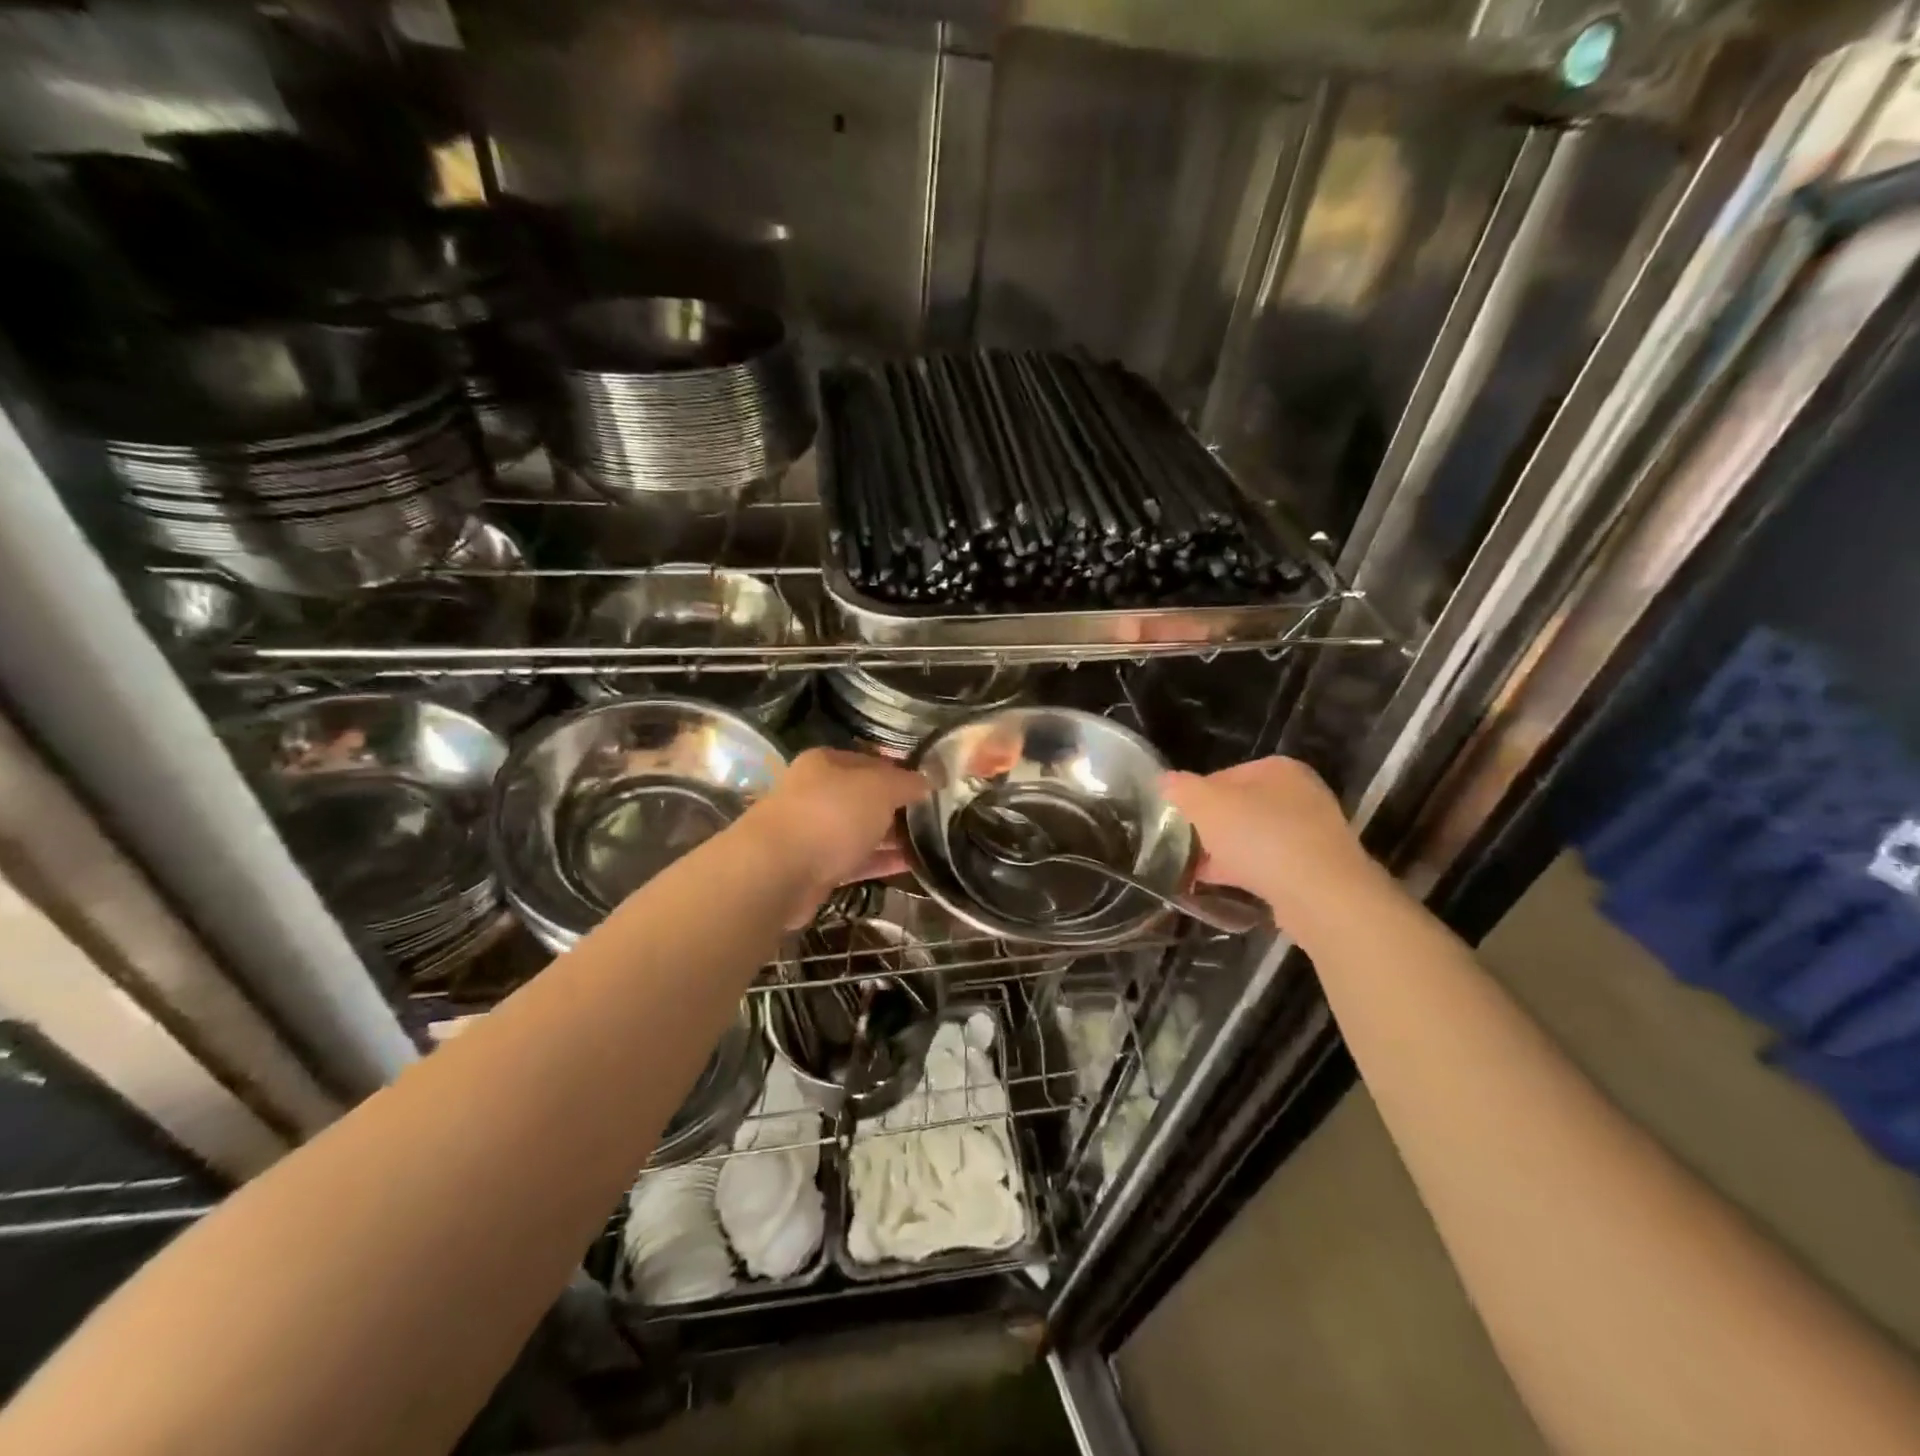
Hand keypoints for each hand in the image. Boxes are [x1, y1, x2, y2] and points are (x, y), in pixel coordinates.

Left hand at [744, 748, 929, 924]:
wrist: (776, 872)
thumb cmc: (830, 815)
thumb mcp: (879, 789)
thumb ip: (906, 783)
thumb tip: (928, 781)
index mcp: (825, 763)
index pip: (871, 761)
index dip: (901, 771)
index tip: (931, 787)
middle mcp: (815, 793)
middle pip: (864, 797)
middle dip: (897, 808)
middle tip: (934, 818)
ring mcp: (812, 832)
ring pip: (859, 831)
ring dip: (890, 838)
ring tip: (930, 844)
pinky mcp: (813, 868)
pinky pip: (854, 861)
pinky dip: (879, 862)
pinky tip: (910, 867)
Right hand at [1162, 757, 1372, 916]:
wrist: (1321, 895)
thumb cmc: (1260, 837)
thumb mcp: (1205, 804)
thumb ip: (1180, 789)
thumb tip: (1165, 782)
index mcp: (1276, 769)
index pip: (1220, 777)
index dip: (1192, 799)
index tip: (1175, 824)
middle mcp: (1299, 794)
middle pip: (1238, 809)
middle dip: (1209, 830)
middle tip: (1184, 850)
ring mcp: (1312, 833)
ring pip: (1253, 839)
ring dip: (1225, 855)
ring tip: (1196, 874)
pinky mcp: (1316, 868)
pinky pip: (1270, 866)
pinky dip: (1247, 874)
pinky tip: (1223, 888)